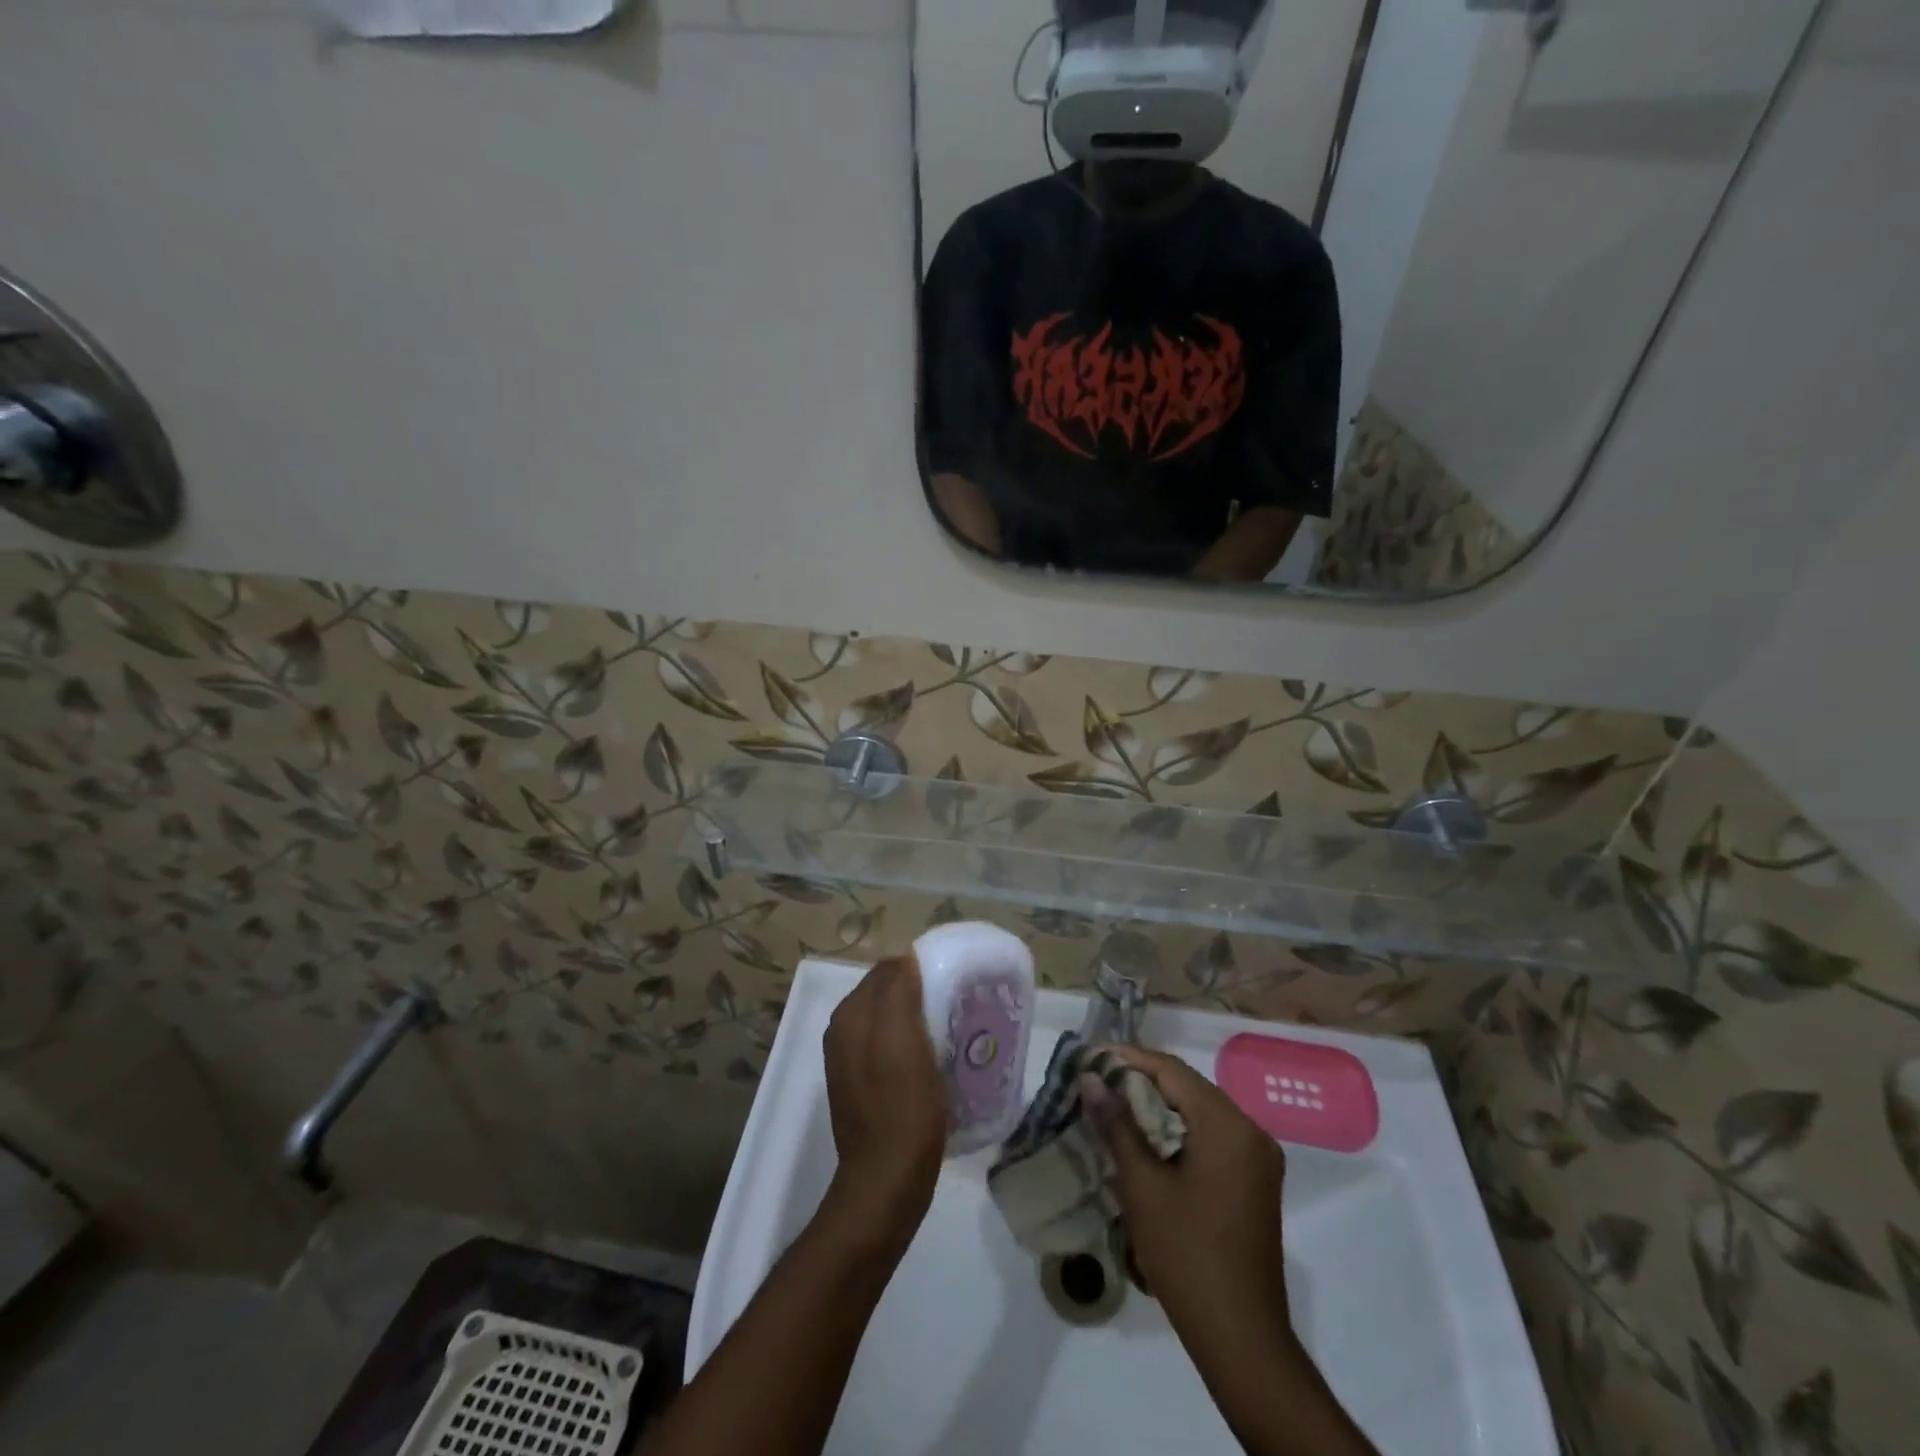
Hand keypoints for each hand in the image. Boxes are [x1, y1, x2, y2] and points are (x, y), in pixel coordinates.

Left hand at [822, 954, 946, 1246]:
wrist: (886, 1183)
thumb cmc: (901, 1108)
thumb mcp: (902, 1041)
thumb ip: (896, 991)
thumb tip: (905, 958)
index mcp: (850, 1015)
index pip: (887, 969)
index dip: (920, 968)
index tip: (954, 978)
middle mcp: (844, 1032)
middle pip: (887, 993)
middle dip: (920, 991)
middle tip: (958, 1003)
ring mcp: (851, 1061)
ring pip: (890, 1020)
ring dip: (919, 1018)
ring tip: (953, 1029)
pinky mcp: (863, 1086)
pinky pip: (891, 1047)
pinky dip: (913, 1044)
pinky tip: (936, 1060)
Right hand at [1082, 1047, 1291, 1347]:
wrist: (1241, 1338)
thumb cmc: (1187, 1256)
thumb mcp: (1143, 1186)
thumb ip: (1117, 1125)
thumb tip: (1091, 1078)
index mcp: (1228, 1126)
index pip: (1173, 1071)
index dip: (1130, 1058)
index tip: (1092, 1055)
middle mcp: (1251, 1132)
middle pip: (1190, 1088)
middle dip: (1143, 1080)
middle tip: (1098, 1080)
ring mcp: (1258, 1158)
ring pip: (1200, 1111)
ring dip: (1160, 1105)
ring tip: (1114, 1104)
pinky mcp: (1255, 1181)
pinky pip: (1212, 1136)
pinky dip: (1179, 1129)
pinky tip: (1147, 1139)